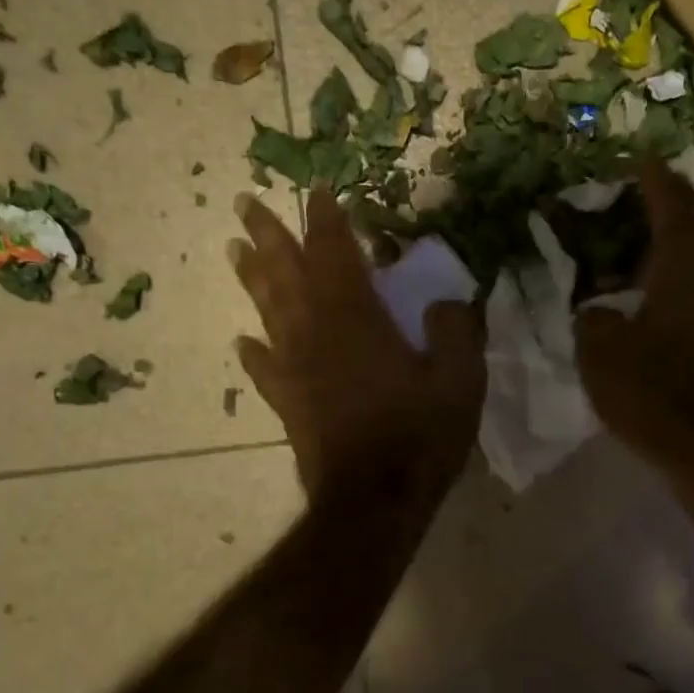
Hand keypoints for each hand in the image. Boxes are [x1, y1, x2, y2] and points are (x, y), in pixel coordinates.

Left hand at [231, 188, 484, 506]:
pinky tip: (243, 340)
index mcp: (356, 318)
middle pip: (286, 272)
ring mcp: (296, 369)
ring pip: (268, 311)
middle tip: (244, 203)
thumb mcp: (460, 379)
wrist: (373, 502)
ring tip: (233, 249)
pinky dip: (253, 352)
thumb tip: (443, 302)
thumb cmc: (418, 436)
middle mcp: (316, 333)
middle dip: (268, 235)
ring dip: (251, 277)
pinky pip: (264, 368)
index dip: (326, 219)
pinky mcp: (288, 404)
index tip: (316, 190)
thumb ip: (455, 330)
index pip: (336, 253)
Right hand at [575, 162, 693, 528]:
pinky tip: (645, 290)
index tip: (630, 160)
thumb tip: (596, 308)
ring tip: (627, 243)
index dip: (649, 177)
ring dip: (667, 242)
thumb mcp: (601, 353)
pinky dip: (675, 273)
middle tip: (620, 202)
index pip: (671, 201)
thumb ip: (591, 316)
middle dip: (659, 206)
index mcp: (688, 264)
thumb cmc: (656, 394)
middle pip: (692, 222)